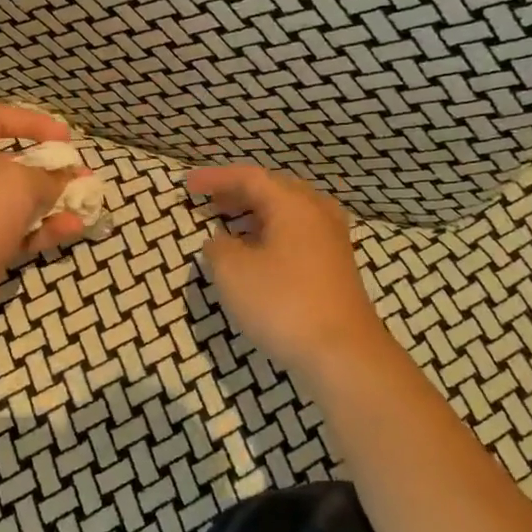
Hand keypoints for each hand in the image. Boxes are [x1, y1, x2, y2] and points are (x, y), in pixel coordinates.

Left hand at [0, 106, 85, 343]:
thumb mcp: (15, 183)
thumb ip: (46, 178)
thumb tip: (65, 180)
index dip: (31, 122)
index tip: (64, 137)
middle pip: (14, 166)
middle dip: (52, 169)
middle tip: (83, 177)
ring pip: (23, 205)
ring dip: (56, 203)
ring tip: (87, 205)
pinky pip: (23, 237)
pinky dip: (47, 232)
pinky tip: (73, 230)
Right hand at [187, 164, 387, 375]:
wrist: (343, 353)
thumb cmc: (283, 304)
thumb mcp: (233, 273)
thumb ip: (218, 248)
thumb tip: (220, 241)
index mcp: (293, 205)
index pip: (249, 178)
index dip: (216, 178)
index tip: (187, 185)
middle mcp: (318, 214)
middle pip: (274, 190)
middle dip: (238, 193)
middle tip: (209, 201)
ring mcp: (332, 241)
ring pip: (289, 214)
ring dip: (256, 214)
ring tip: (230, 224)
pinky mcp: (337, 267)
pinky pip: (299, 235)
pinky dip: (272, 234)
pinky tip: (258, 254)